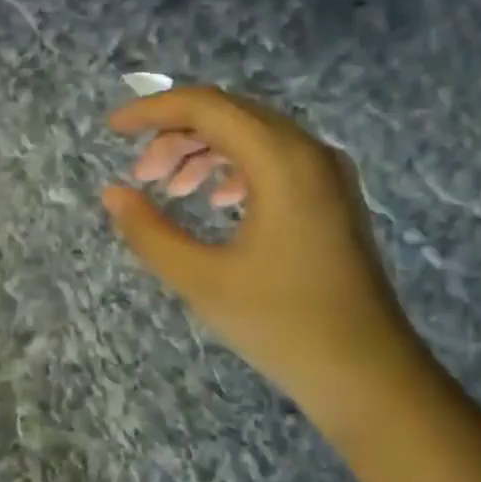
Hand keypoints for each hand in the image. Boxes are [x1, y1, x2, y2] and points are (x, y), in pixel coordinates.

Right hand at [102, 86, 431, 432]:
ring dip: (205, 152)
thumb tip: (114, 194)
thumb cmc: (282, 324)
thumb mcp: (202, 280)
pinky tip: (217, 202)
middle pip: (232, 115)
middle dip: (177, 135)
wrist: (366, 373)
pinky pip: (276, 162)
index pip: (207, 108)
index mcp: (282, 162)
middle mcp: (310, 153)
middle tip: (142, 174)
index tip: (113, 129)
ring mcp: (327, 175)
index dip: (153, 110)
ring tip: (171, 189)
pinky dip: (236, 169)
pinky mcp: (332, 199)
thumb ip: (149, 232)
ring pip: (254, 137)